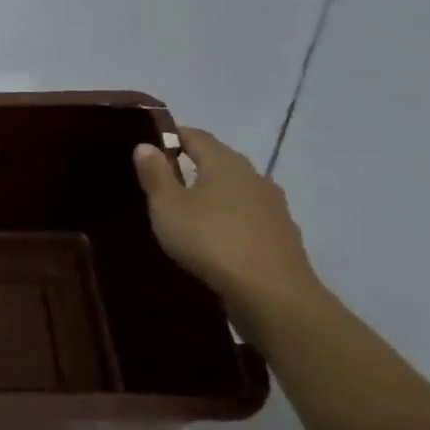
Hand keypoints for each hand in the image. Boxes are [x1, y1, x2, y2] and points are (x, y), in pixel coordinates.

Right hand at [132, 127, 320, 308]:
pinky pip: (249, 218)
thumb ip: (155, 174)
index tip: (152, 144)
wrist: (273, 294)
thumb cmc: (211, 241)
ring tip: (191, 212)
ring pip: (237, 191)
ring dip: (216, 196)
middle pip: (220, 161)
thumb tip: (146, 145)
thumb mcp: (168, 207)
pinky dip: (231, 221)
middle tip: (166, 179)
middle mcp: (254, 177)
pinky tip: (218, 240)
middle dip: (194, 165)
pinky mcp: (283, 237)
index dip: (173, 135)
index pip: (197, 136)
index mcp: (225, 163)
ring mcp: (273, 207)